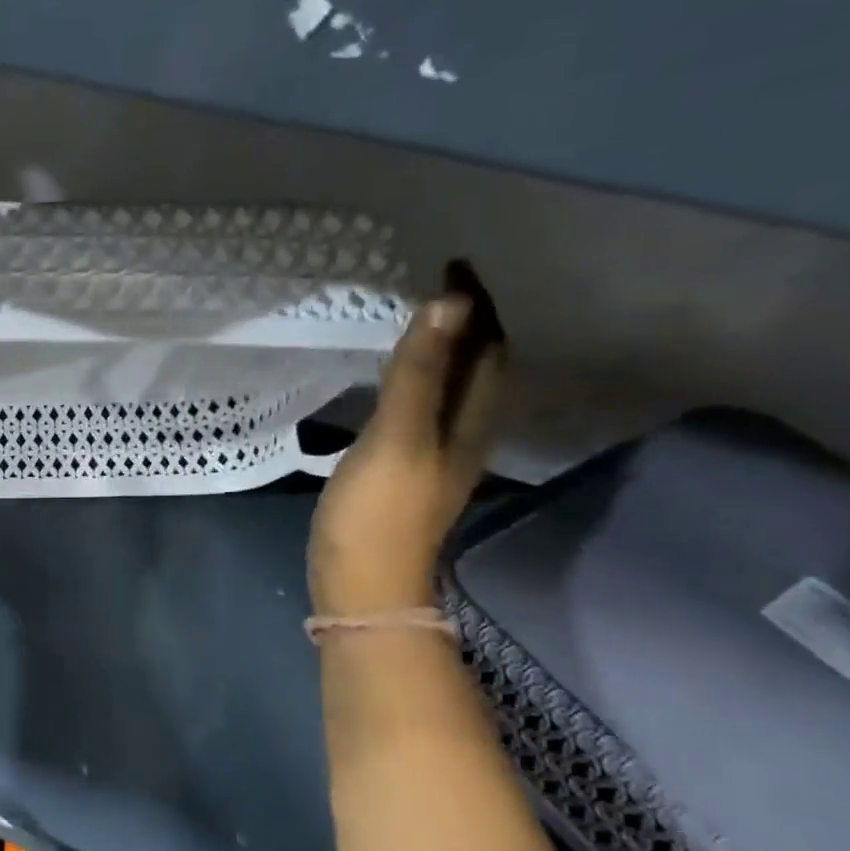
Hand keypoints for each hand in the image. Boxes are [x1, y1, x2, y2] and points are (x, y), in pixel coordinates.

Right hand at [308, 294, 504, 615]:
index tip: (455, 265)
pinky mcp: (405, 472)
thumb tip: (449, 302)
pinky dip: (419, 382)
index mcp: (468, 422)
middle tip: (440, 286)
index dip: (478, 307)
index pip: (487, 349)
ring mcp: (434, 456)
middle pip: (479, 369)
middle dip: (469, 324)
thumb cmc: (378, 513)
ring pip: (453, 391)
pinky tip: (396, 384)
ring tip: (421, 322)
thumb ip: (418, 372)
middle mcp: (463, 434)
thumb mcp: (397, 437)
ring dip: (445, 353)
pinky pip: (424, 411)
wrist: (362, 586)